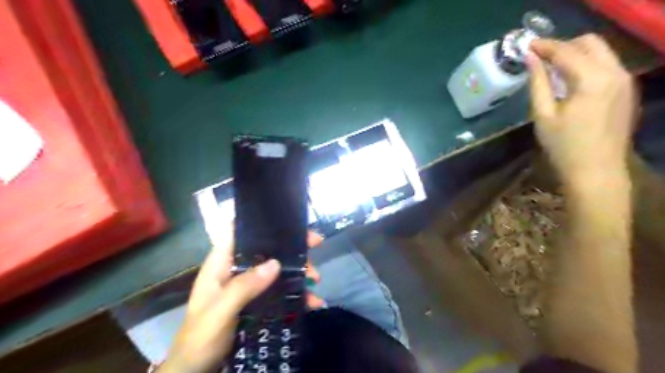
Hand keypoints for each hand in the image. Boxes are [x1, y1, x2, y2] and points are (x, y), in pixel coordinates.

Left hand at [160, 230, 326, 372]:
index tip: (285, 219)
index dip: (258, 221)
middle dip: (291, 247)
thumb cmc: (200, 338)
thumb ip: (244, 287)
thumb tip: (276, 263)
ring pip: (278, 271)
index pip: (238, 232)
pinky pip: (281, 293)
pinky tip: (314, 302)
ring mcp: (249, 288)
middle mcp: (237, 271)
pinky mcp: (259, 304)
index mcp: (221, 264)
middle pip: (266, 250)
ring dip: (299, 272)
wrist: (197, 372)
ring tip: (316, 279)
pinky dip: (298, 296)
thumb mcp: (220, 311)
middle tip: (316, 244)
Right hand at [528, 33, 634, 187]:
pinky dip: (587, 63)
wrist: (596, 170)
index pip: (566, 51)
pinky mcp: (626, 89)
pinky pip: (607, 64)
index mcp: (592, 80)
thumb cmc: (563, 146)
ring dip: (576, 52)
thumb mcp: (543, 115)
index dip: (544, 46)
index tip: (526, 45)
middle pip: (590, 42)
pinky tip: (570, 78)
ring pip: (601, 51)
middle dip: (563, 45)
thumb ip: (537, 83)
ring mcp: (625, 80)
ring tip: (551, 66)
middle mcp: (615, 72)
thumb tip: (530, 59)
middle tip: (539, 57)